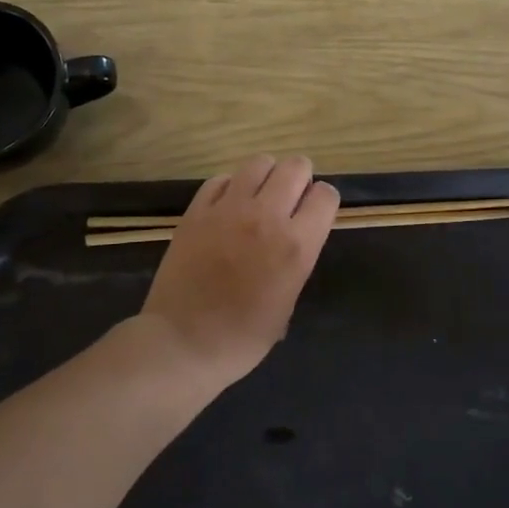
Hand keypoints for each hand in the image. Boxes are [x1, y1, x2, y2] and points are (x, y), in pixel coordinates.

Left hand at [139, 154, 339, 386]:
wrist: (182, 344)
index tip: (314, 214)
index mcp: (296, 245)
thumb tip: (294, 237)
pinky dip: (230, 187)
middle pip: (296, 167)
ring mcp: (228, 209)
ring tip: (259, 197)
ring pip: (259, 163)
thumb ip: (297, 259)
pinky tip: (227, 207)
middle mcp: (267, 217)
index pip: (326, 195)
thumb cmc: (243, 338)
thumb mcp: (288, 302)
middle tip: (290, 200)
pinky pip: (221, 179)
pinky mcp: (196, 211)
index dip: (323, 202)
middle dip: (300, 178)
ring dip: (266, 176)